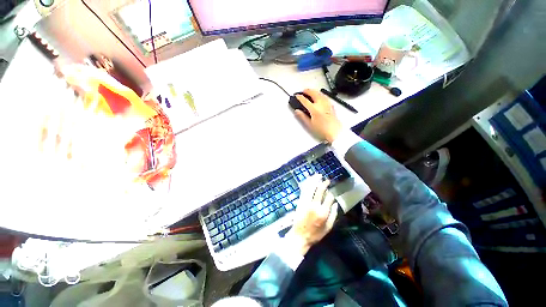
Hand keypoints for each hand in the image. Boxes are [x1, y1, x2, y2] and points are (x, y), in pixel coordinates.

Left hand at [286, 175, 337, 255]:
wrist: (299, 236)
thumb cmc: (315, 234)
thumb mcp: (328, 228)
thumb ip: (333, 215)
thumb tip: (335, 204)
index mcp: (323, 212)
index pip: (329, 198)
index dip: (331, 193)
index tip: (332, 191)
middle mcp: (314, 205)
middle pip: (319, 190)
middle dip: (324, 183)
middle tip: (327, 180)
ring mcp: (306, 202)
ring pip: (311, 188)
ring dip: (314, 180)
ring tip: (318, 175)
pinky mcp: (300, 201)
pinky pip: (303, 190)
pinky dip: (306, 184)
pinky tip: (309, 180)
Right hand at [294, 89, 341, 142]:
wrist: (334, 132)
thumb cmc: (323, 130)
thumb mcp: (309, 124)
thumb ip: (302, 117)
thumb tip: (297, 111)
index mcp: (314, 109)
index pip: (305, 100)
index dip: (299, 97)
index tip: (297, 96)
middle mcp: (321, 104)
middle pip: (313, 93)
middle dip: (307, 91)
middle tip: (303, 91)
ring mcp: (327, 104)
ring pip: (320, 93)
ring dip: (314, 91)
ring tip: (310, 92)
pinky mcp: (331, 105)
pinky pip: (325, 96)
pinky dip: (320, 94)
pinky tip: (319, 96)